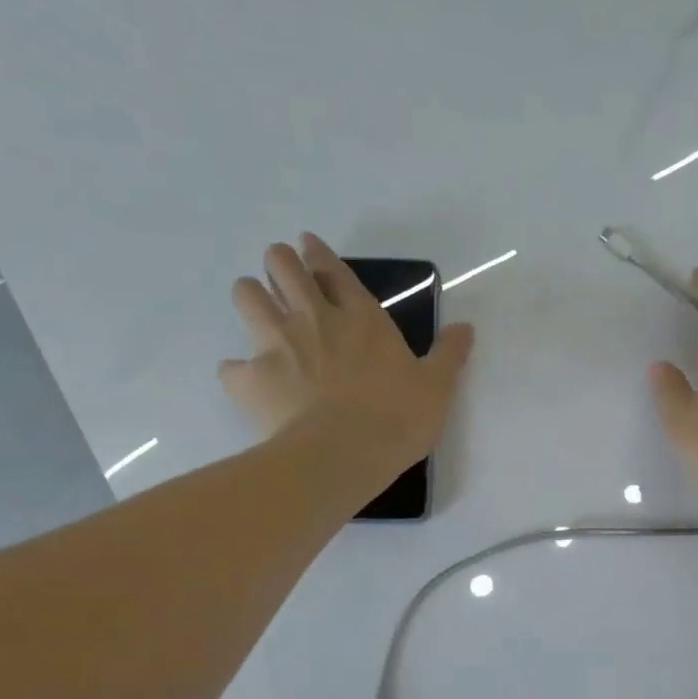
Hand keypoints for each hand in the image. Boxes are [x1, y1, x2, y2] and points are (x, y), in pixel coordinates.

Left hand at [219, 233, 474, 480]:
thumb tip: (466, 327)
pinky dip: (238, 372)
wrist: (342, 455)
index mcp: (361, 318)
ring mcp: (277, 345)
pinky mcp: (249, 378)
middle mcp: (315, 319)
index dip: (318, 253)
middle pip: (283, 268)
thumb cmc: (397, 418)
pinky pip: (231, 366)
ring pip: (246, 296)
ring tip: (257, 308)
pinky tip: (248, 382)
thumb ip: (449, 354)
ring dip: (250, 296)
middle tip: (281, 271)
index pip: (334, 270)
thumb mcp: (437, 387)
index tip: (306, 243)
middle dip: (279, 262)